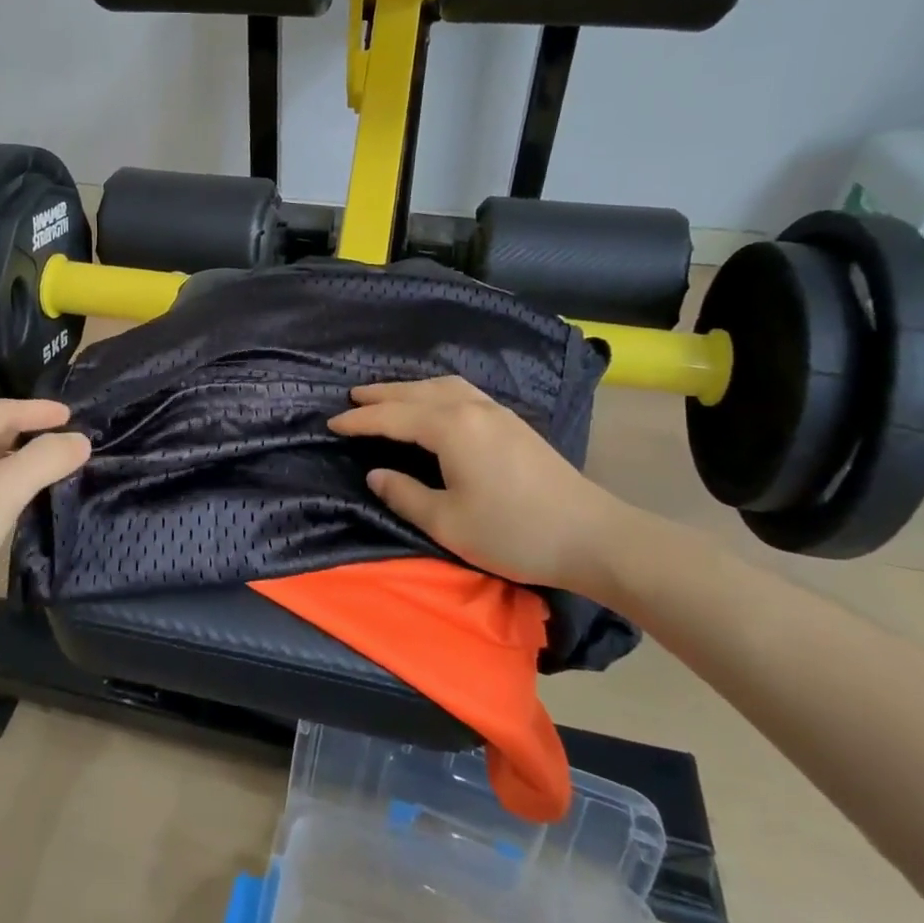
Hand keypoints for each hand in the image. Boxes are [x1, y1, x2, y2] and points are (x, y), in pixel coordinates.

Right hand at [329, 376, 642, 596]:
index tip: (332, 423)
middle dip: (382, 394)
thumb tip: (376, 474)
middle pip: (416, 392)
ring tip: (388, 396)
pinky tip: (435, 403)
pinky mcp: (513, 422)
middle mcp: (471, 408)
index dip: (360, 420)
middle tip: (352, 397)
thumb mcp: (448, 522)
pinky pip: (462, 392)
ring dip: (410, 388)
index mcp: (451, 428)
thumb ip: (405, 494)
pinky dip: (435, 391)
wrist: (592, 536)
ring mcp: (496, 412)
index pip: (393, 417)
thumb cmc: (513, 532)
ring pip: (442, 386)